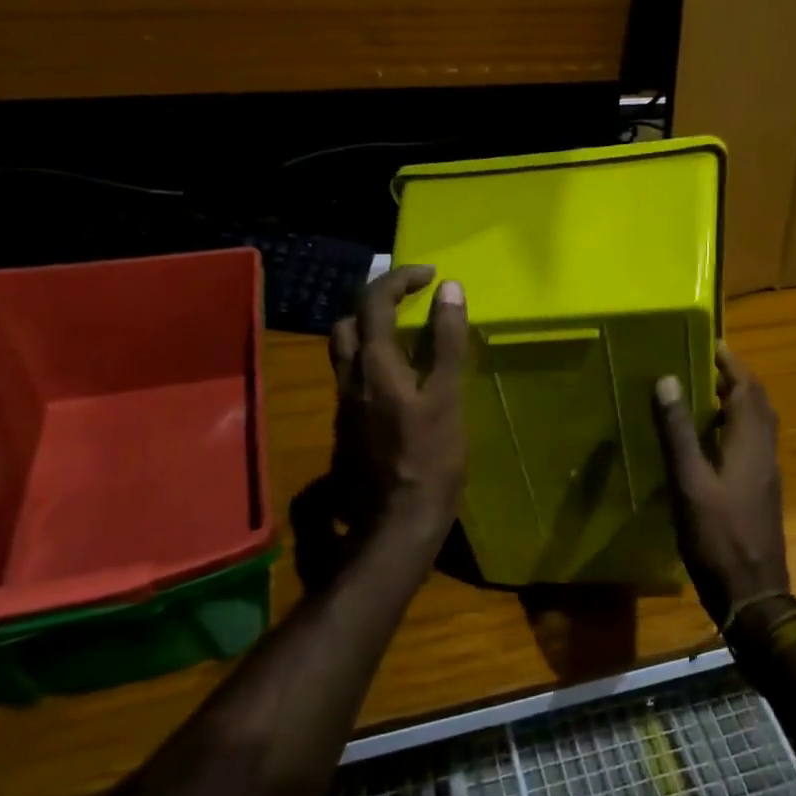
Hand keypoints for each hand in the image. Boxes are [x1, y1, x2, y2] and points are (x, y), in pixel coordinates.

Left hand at [326, 267, 468, 546]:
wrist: (399, 520)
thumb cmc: (430, 457)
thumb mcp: (446, 396)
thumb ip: (446, 341)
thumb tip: (449, 289)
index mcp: (374, 364)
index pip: (374, 301)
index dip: (400, 278)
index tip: (431, 275)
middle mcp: (350, 378)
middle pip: (348, 322)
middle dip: (376, 301)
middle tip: (410, 300)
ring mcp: (346, 404)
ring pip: (346, 351)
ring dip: (371, 330)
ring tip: (407, 333)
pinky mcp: (350, 425)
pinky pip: (355, 376)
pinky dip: (374, 359)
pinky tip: (402, 377)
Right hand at [650, 345, 788, 628]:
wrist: (753, 593)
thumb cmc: (718, 537)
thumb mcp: (690, 482)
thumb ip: (678, 432)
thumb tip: (669, 379)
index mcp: (751, 444)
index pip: (748, 389)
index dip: (732, 364)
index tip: (712, 344)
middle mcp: (765, 453)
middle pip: (759, 404)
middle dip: (737, 380)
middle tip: (706, 365)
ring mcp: (766, 475)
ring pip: (758, 426)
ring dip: (738, 403)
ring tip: (706, 395)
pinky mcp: (761, 493)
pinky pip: (753, 445)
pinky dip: (737, 428)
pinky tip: (712, 441)